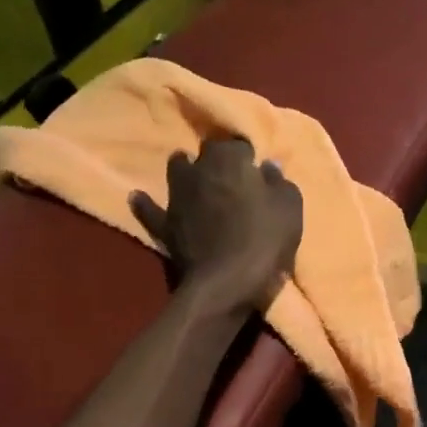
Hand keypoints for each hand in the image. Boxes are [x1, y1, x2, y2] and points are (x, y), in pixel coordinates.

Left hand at [130, 137, 302, 314]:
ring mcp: (177, 196)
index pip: (238, 144)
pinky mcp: (165, 224)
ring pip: (177, 170)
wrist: (226, 282)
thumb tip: (268, 166)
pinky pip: (150, 210)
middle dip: (219, 159)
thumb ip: (279, 182)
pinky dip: (146, 203)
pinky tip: (137, 197)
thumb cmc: (264, 239)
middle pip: (207, 152)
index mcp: (230, 159)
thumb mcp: (289, 208)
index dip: (248, 156)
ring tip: (196, 178)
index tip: (256, 168)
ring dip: (186, 170)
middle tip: (233, 175)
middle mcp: (199, 169)